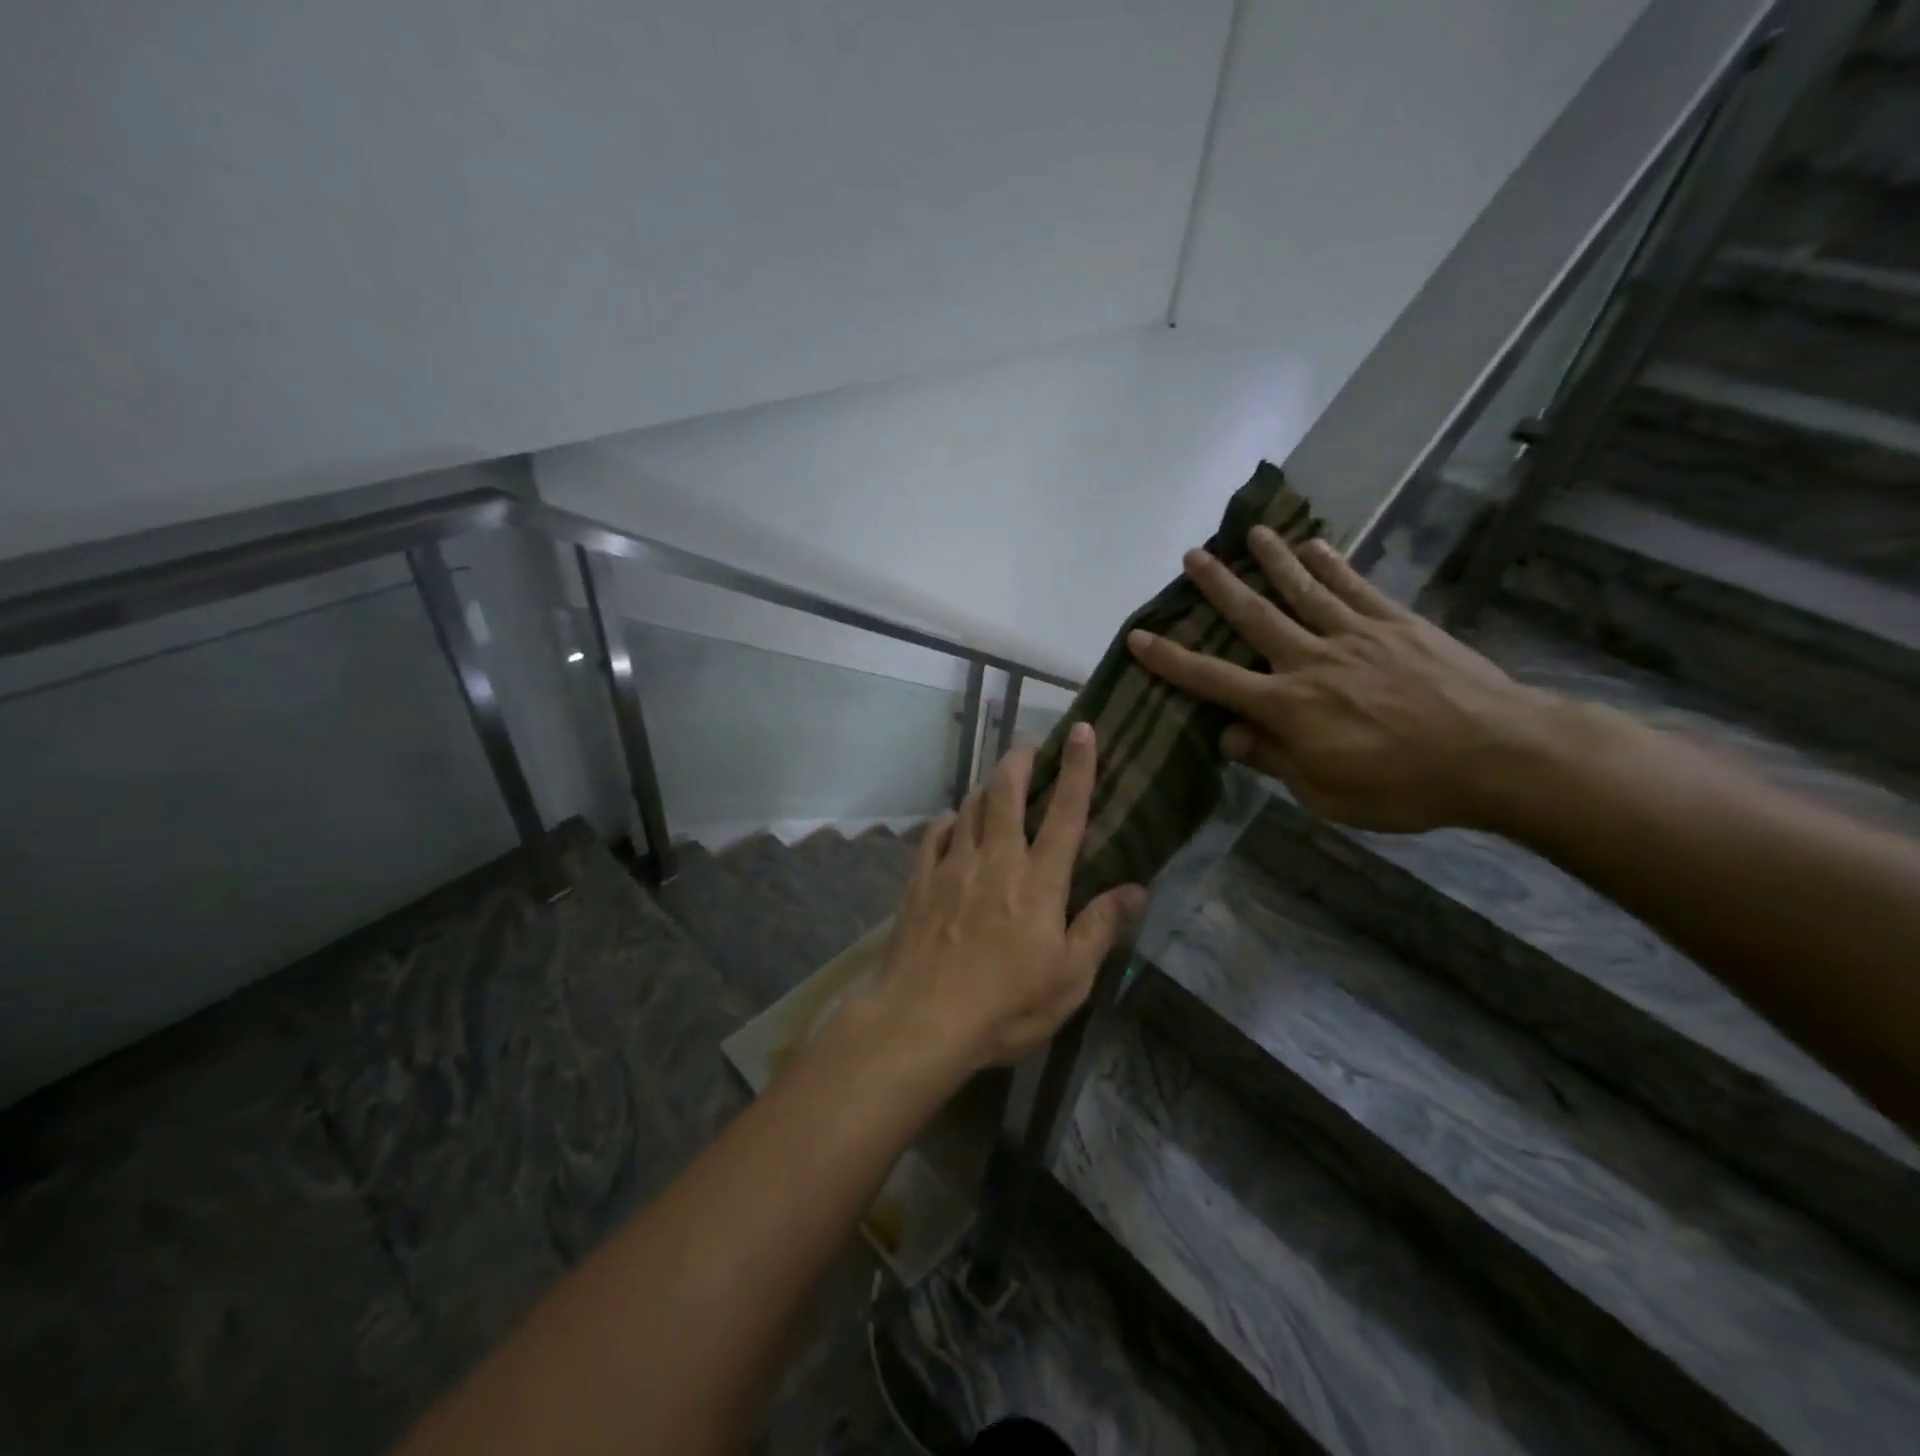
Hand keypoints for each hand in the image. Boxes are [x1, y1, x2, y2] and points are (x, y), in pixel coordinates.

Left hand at [872, 723, 1145, 1072]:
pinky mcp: (920, 880)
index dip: (1078, 769)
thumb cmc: (1006, 1005)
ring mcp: (953, 866)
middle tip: (1029, 745)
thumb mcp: (1070, 979)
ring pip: (970, 808)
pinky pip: (935, 835)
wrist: (922, 1019)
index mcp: (1038, 881)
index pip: (1065, 813)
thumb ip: (1100, 928)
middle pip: (1006, 794)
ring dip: (986, 786)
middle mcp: (996, 860)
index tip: (1083, 731)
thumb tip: (1136, 889)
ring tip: (996, 779)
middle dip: (1020, 761)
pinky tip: (952, 821)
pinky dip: (948, 820)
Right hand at [1126, 528, 1556, 832]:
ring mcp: (1356, 635)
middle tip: (1191, 557)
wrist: (1498, 755)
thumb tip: (1228, 737)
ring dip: (1272, 561)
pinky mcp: (1397, 623)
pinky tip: (1316, 545)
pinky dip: (1332, 564)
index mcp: (1288, 707)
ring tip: (1249, 533)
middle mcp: (1311, 661)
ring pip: (1302, 590)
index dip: (1171, 660)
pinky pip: (1356, 587)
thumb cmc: (1405, 787)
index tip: (1138, 636)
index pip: (1214, 680)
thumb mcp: (1327, 795)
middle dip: (1218, 587)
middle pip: (1254, 617)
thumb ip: (1274, 761)